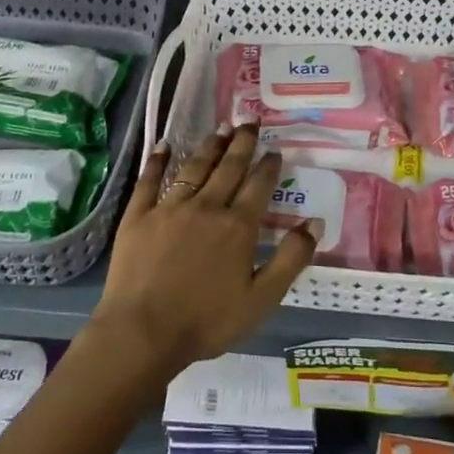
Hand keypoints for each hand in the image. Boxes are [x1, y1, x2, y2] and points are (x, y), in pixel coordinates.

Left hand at [90, 125, 317, 379]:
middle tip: (249, 121)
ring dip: (210, 146)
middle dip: (242, 143)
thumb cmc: (206, 321)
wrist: (143, 331)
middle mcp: (206, 207)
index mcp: (237, 227)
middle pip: (228, 168)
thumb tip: (314, 222)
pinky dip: (158, 160)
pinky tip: (164, 144)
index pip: (258, 186)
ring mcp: (170, 207)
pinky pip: (150, 180)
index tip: (274, 150)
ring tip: (221, 128)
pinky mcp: (139, 215)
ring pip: (194, 167)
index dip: (268, 166)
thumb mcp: (261, 299)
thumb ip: (291, 259)